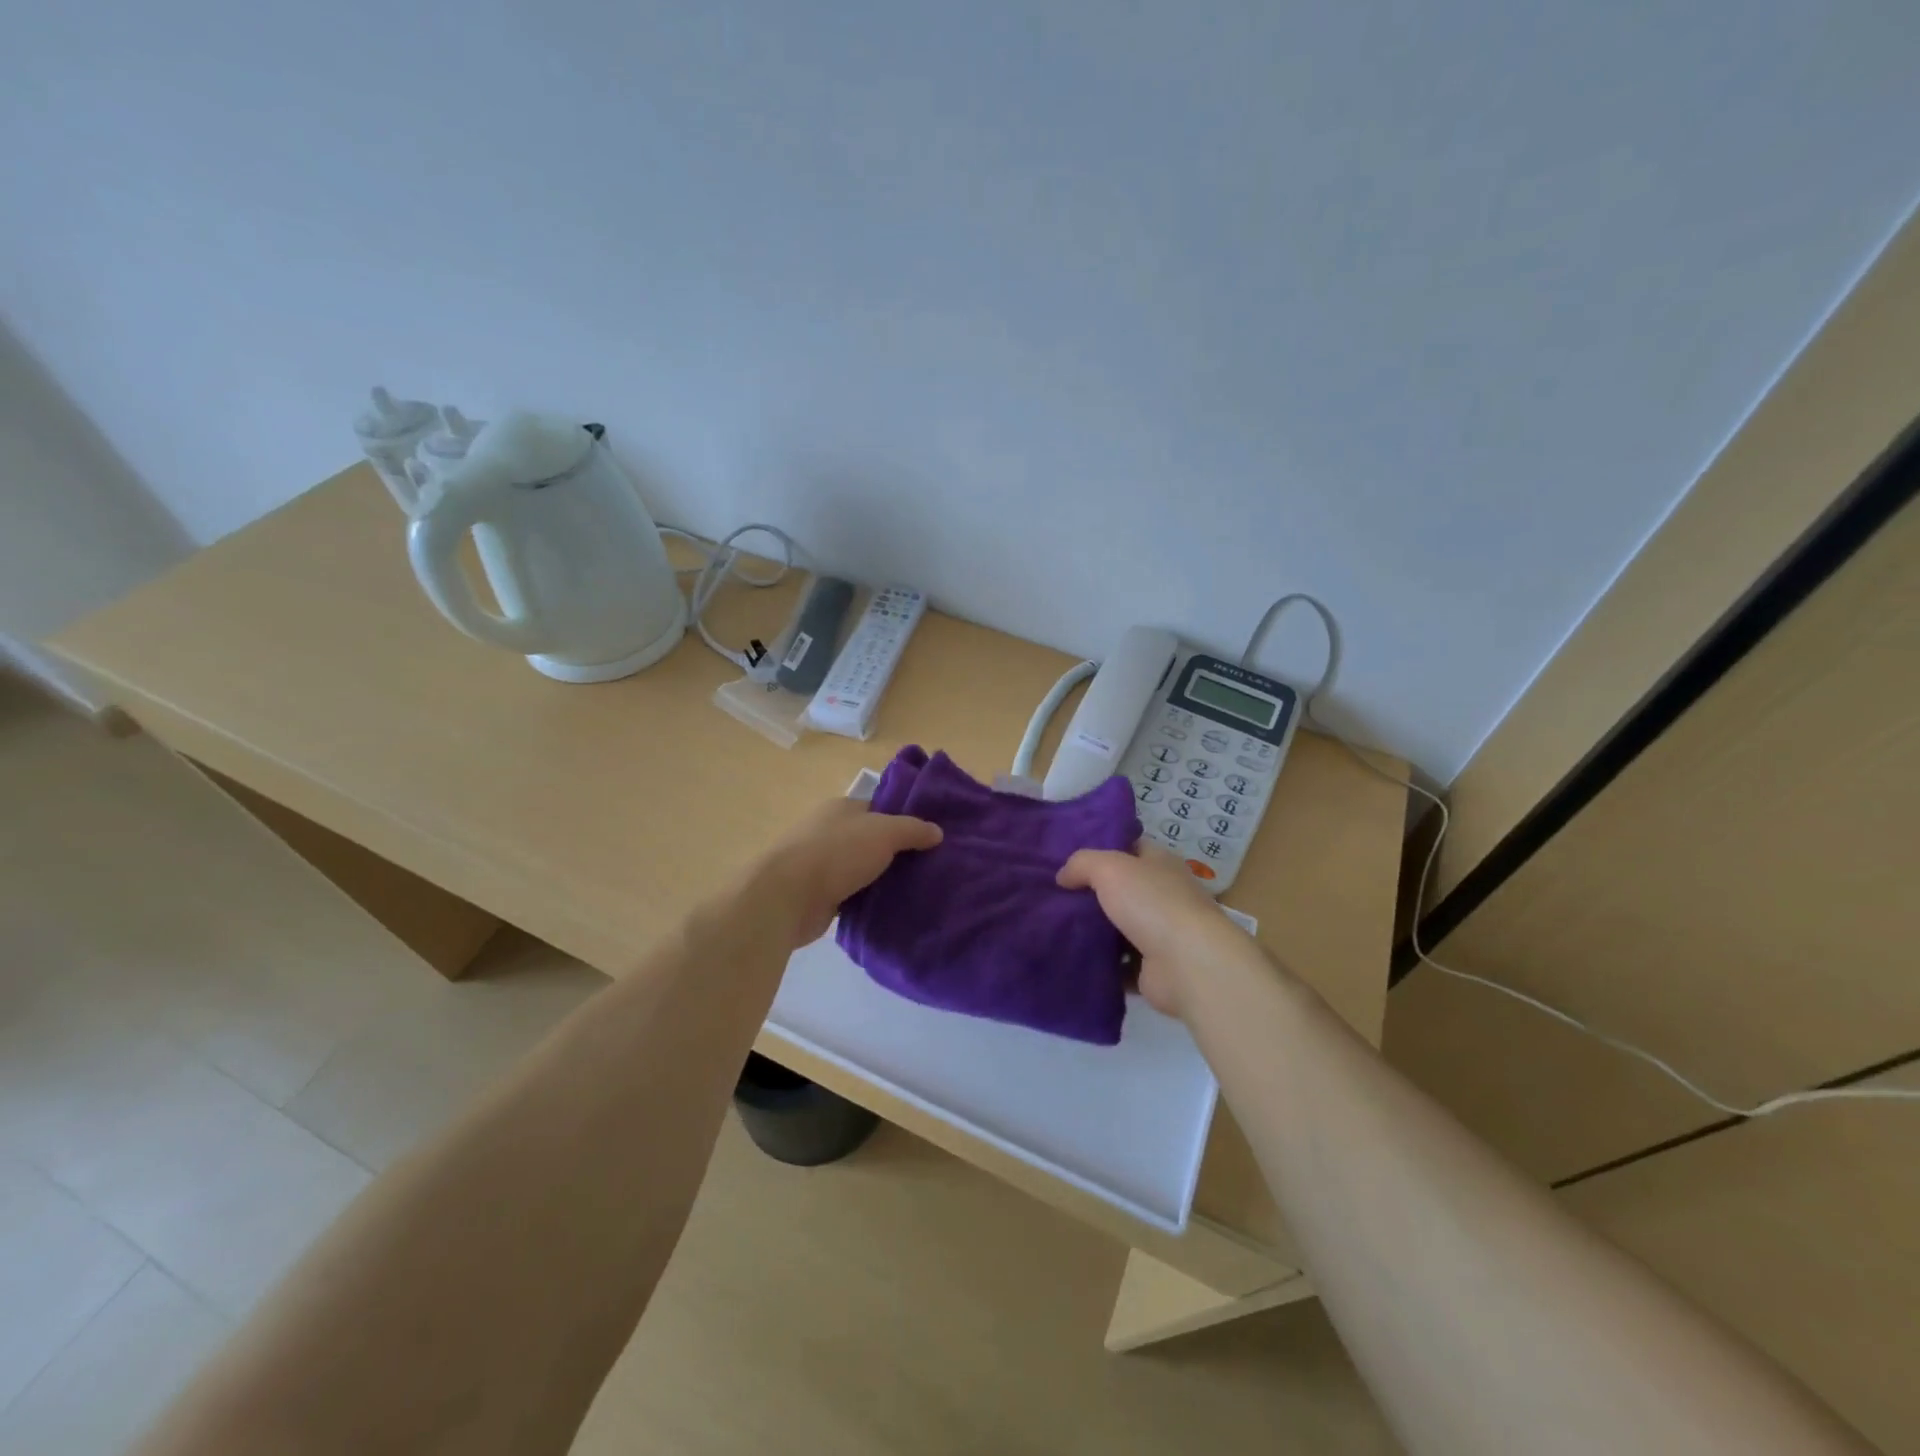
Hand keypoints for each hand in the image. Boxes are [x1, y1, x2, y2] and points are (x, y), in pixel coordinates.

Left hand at [756, 796, 942, 947]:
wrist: (788, 897)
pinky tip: (890, 910)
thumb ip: (913, 829)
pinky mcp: (818, 895)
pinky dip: (867, 901)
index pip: (879, 809)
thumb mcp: (884, 832)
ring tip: (916, 891)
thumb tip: (937, 831)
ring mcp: (821, 864)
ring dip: (882, 880)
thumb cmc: (837, 853)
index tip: (930, 839)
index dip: (904, 821)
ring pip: (861, 869)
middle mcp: (829, 831)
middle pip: (871, 840)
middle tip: (929, 868)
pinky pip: (851, 895)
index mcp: (841, 808)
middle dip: (896, 853)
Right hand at [1057, 841, 1251, 1018]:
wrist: (1187, 964)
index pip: (1131, 848)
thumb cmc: (1152, 903)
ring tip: (1057, 929)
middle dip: (1092, 894)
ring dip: (1095, 932)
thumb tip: (1063, 877)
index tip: (1071, 860)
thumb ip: (1081, 864)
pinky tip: (1074, 959)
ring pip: (1120, 928)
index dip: (1103, 850)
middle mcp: (1165, 895)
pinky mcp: (1154, 969)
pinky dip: (1102, 964)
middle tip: (1055, 897)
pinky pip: (1120, 964)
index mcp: (1161, 864)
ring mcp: (1162, 934)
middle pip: (1123, 890)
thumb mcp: (1109, 868)